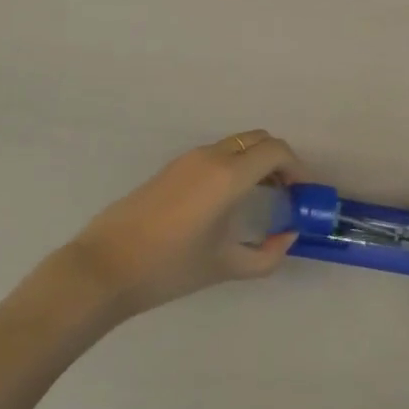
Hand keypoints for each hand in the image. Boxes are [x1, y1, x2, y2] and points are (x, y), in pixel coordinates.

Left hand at [62, 131, 299, 322]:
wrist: (105, 267)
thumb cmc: (169, 268)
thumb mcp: (224, 266)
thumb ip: (266, 255)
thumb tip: (287, 237)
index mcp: (228, 175)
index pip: (275, 151)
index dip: (296, 167)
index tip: (302, 193)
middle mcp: (212, 156)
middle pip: (258, 140)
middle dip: (278, 161)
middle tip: (285, 193)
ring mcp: (189, 158)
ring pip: (237, 144)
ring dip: (255, 161)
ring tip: (260, 198)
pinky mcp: (173, 167)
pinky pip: (217, 153)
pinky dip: (235, 165)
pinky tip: (228, 200)